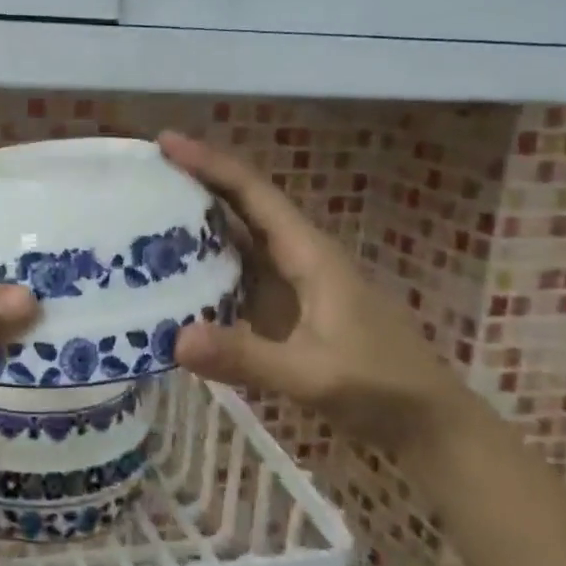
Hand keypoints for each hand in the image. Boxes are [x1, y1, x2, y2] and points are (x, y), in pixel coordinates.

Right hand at [159, 131, 472, 458]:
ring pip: (234, 242)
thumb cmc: (381, 389)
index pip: (252, 194)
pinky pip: (233, 279)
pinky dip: (201, 272)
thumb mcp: (314, 375)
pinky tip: (168, 282)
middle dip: (194, 185)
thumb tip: (174, 339)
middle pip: (240, 207)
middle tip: (139, 176)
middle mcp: (295, 258)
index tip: (165, 141)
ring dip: (193, 228)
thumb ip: (247, 357)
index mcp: (308, 254)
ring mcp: (289, 285)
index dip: (209, 163)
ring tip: (139, 219)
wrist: (426, 424)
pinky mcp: (282, 312)